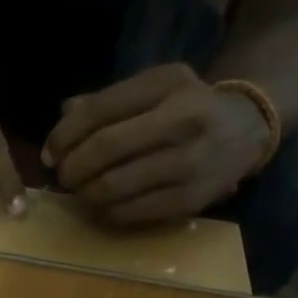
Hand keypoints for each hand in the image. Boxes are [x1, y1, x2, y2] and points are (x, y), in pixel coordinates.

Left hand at [43, 64, 273, 226]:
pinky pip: (127, 212)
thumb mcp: (154, 89)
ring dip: (83, 193)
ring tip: (80, 191)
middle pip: (103, 150)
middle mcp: (181, 121)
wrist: (247, 130)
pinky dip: (103, 212)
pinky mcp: (187, 200)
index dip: (64, 135)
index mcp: (167, 85)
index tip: (50, 153)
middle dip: (71, 167)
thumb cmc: (188, 107)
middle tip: (63, 175)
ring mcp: (187, 164)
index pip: (99, 110)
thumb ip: (107, 101)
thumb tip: (61, 119)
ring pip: (112, 186)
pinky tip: (101, 205)